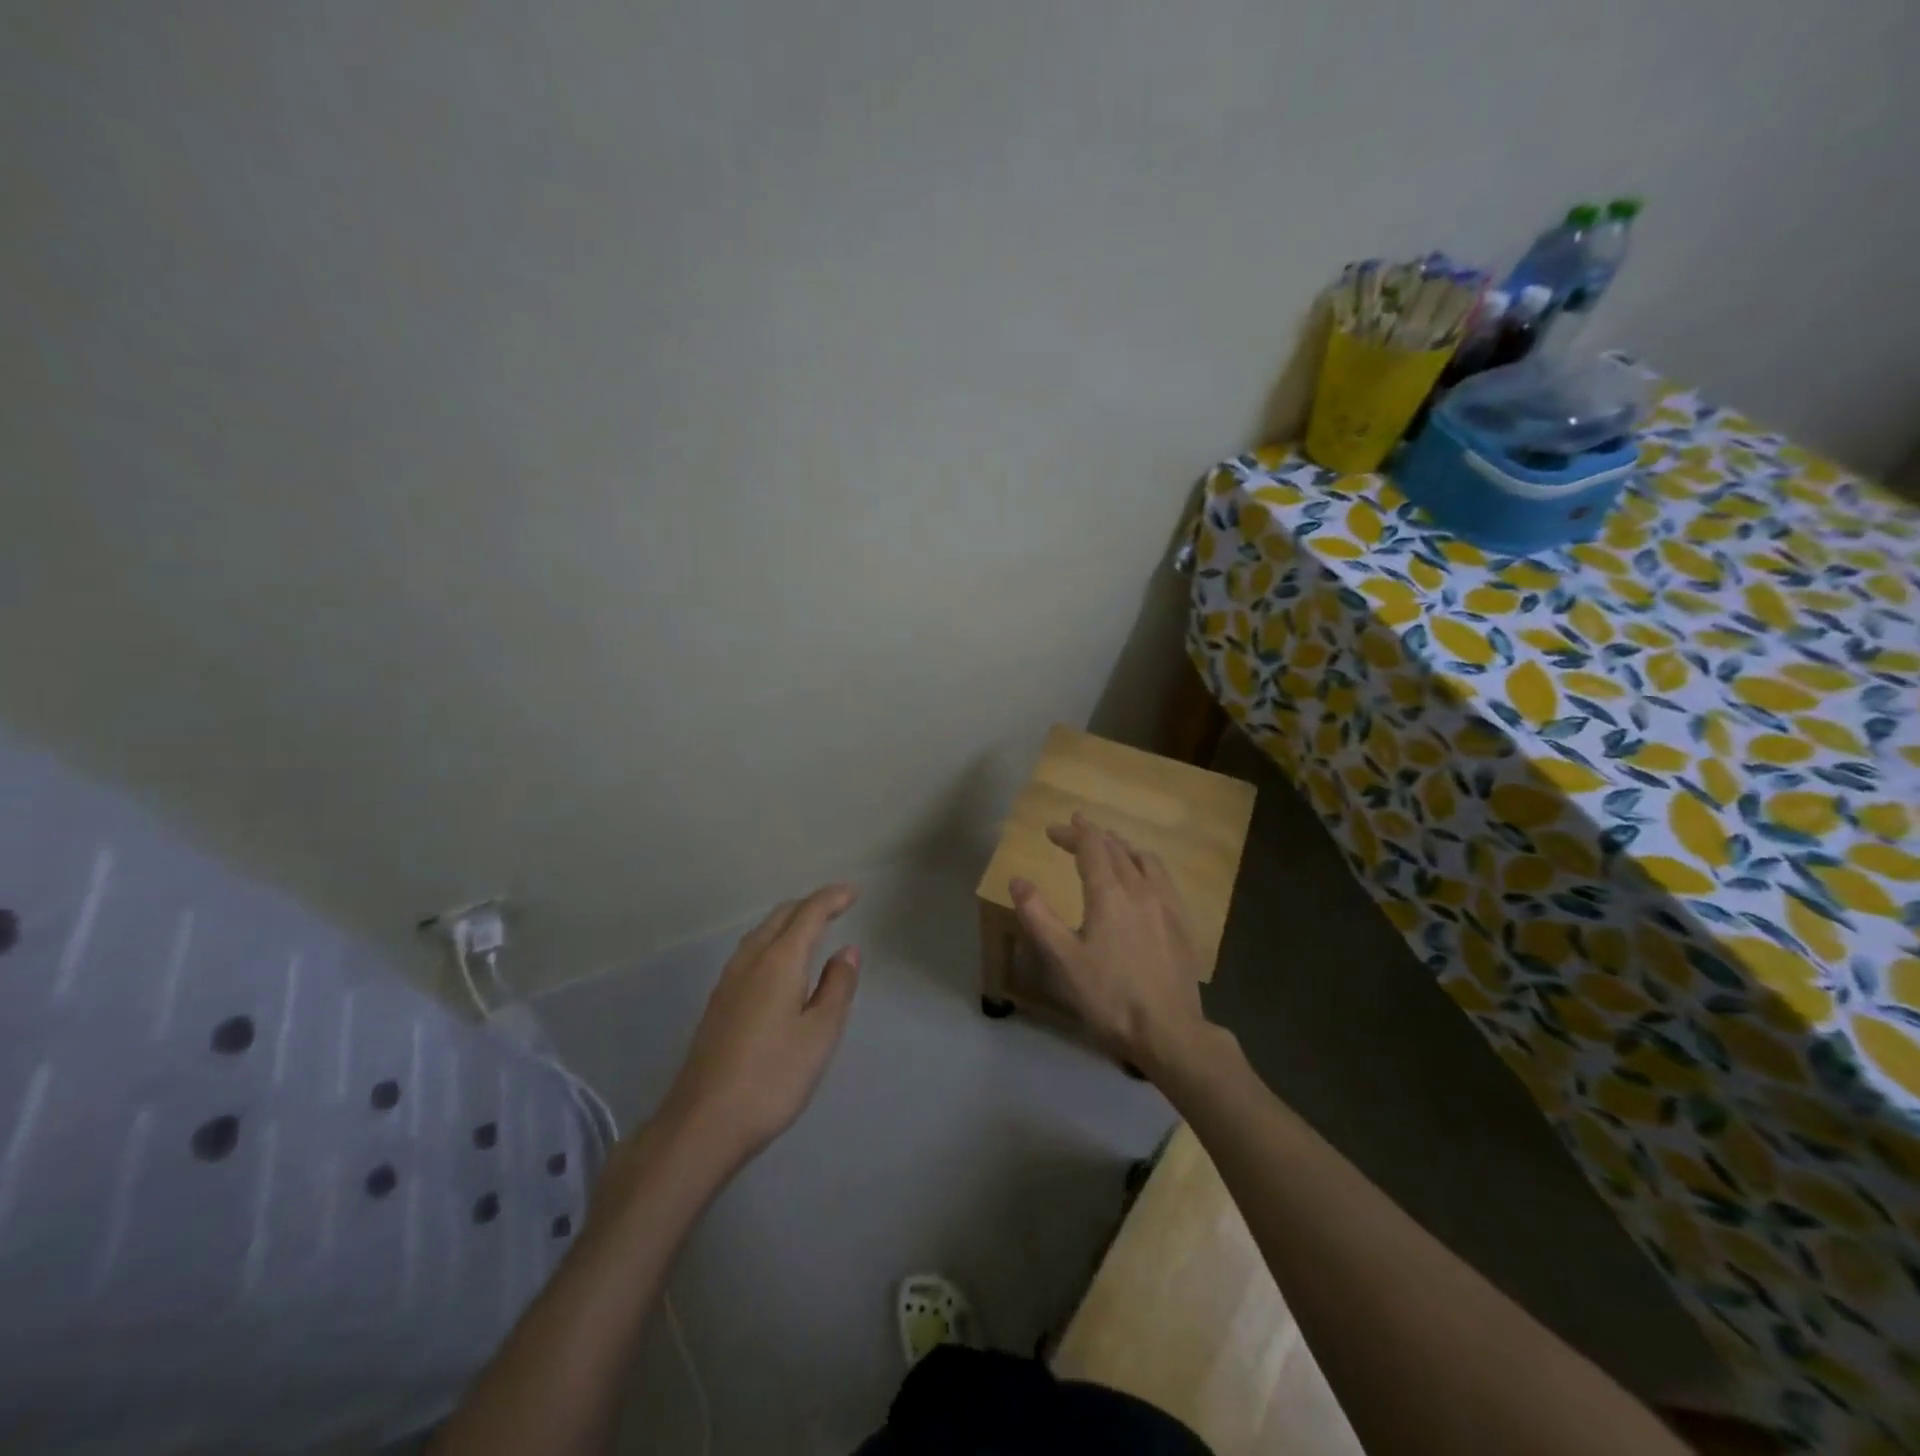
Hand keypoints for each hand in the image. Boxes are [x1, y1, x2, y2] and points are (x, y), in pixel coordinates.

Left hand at [654, 884, 860, 1168]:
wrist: (703, 1123)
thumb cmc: (773, 1077)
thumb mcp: (820, 1034)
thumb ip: (837, 987)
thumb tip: (848, 950)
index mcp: (779, 962)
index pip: (809, 914)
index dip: (832, 899)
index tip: (853, 893)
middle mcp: (750, 961)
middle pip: (780, 917)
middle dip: (809, 905)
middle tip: (837, 906)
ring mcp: (728, 982)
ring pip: (761, 933)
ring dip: (788, 921)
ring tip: (811, 928)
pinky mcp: (718, 1003)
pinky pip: (751, 952)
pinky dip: (772, 941)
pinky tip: (779, 964)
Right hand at [1010, 815, 1213, 1076]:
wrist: (1169, 1032)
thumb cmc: (1109, 997)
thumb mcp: (1063, 960)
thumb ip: (1038, 916)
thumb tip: (1018, 880)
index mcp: (1110, 894)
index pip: (1091, 847)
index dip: (1071, 834)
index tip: (1052, 830)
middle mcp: (1141, 889)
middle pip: (1117, 848)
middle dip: (1094, 835)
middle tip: (1076, 829)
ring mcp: (1167, 905)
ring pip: (1145, 860)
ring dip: (1123, 846)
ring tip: (1110, 845)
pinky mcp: (1183, 924)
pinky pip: (1164, 879)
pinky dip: (1146, 865)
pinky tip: (1145, 880)